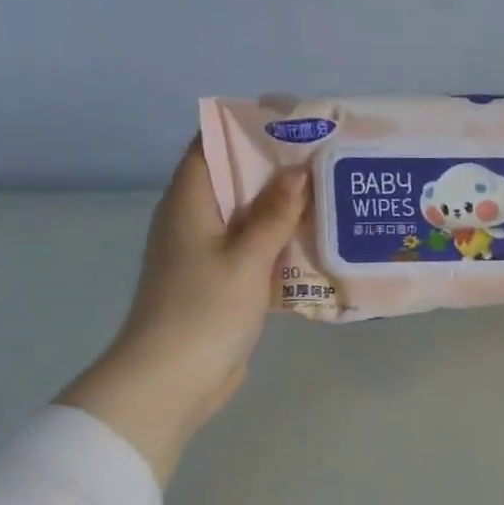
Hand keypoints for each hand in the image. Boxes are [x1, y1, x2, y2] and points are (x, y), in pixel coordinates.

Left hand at [58, 137, 307, 483]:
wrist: (173, 379)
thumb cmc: (205, 309)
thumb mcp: (247, 258)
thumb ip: (275, 215)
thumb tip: (299, 172)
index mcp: (189, 203)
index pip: (211, 147)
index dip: (247, 130)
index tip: (293, 125)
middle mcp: (194, 222)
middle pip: (235, 183)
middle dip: (277, 171)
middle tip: (326, 161)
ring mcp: (206, 255)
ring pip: (248, 220)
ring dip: (283, 212)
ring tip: (330, 197)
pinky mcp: (221, 284)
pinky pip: (253, 253)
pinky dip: (279, 246)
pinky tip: (315, 245)